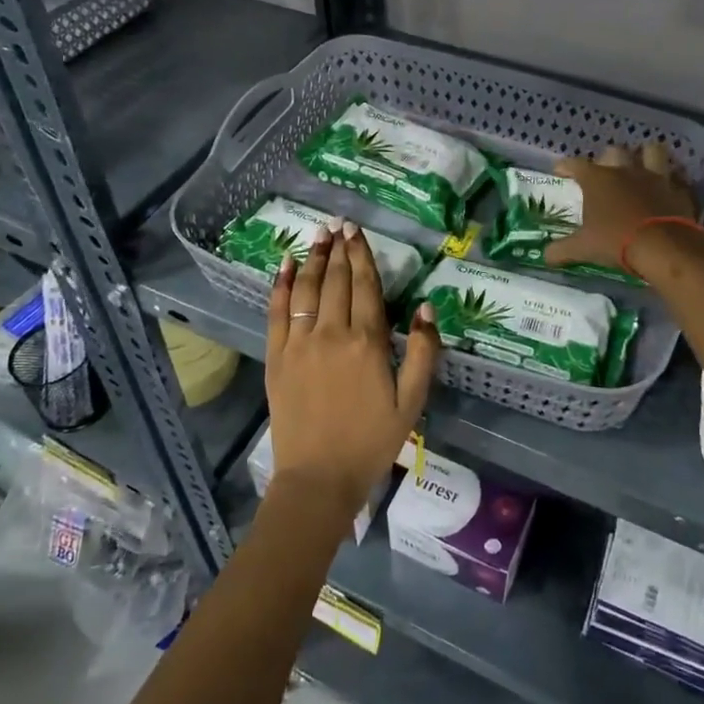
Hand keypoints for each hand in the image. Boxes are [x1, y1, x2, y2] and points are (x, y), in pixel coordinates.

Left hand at [265, 223, 441, 516]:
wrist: (319, 478)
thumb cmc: (372, 441)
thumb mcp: (412, 402)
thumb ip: (423, 352)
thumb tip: (426, 306)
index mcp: (367, 342)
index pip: (365, 286)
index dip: (362, 256)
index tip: (358, 232)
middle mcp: (331, 333)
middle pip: (336, 281)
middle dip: (339, 250)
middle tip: (339, 224)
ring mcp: (300, 343)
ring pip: (307, 290)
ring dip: (314, 259)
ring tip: (317, 235)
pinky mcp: (277, 357)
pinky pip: (278, 312)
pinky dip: (282, 286)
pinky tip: (286, 266)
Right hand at [545, 143, 702, 272]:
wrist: (664, 248)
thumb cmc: (616, 242)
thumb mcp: (583, 249)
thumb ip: (561, 250)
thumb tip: (545, 256)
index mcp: (598, 180)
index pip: (575, 164)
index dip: (565, 165)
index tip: (560, 170)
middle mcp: (625, 171)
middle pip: (614, 151)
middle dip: (607, 158)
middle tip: (604, 171)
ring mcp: (655, 177)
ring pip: (652, 151)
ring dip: (646, 155)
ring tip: (642, 165)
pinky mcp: (678, 189)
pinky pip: (676, 177)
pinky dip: (671, 180)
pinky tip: (668, 189)